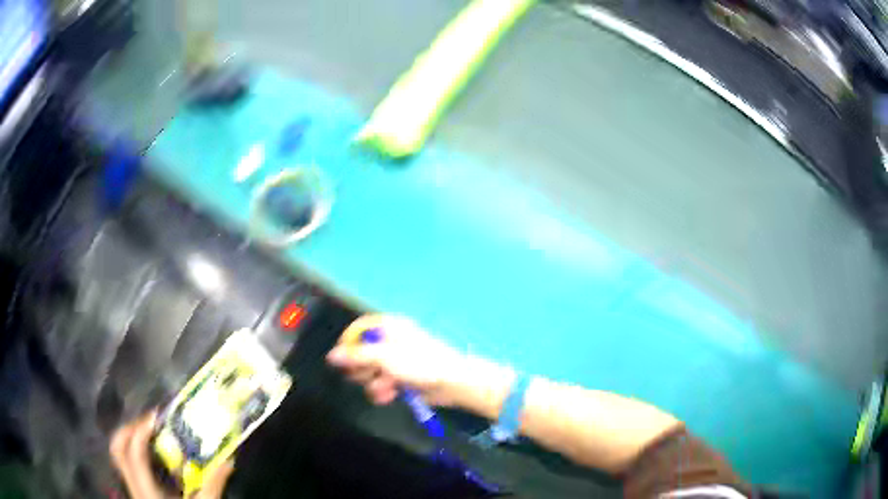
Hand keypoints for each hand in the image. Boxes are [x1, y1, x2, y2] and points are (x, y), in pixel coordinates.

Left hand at [110, 411, 233, 498]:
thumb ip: (212, 486)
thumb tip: (228, 463)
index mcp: (147, 489)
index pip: (134, 453)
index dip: (141, 430)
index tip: (157, 416)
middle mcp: (134, 486)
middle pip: (117, 449)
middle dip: (129, 429)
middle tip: (149, 422)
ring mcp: (134, 488)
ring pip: (119, 456)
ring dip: (130, 439)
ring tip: (149, 434)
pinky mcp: (138, 491)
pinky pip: (128, 465)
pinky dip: (136, 453)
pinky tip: (154, 457)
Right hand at [326, 314, 467, 406]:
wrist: (451, 383)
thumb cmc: (419, 363)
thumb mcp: (385, 357)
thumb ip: (357, 356)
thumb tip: (331, 356)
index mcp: (389, 328)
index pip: (360, 329)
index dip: (348, 343)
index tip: (341, 359)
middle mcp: (390, 342)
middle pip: (361, 353)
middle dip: (362, 369)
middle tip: (367, 375)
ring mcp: (396, 362)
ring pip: (371, 372)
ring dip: (374, 383)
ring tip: (385, 389)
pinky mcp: (401, 379)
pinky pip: (382, 384)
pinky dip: (383, 391)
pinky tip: (389, 396)